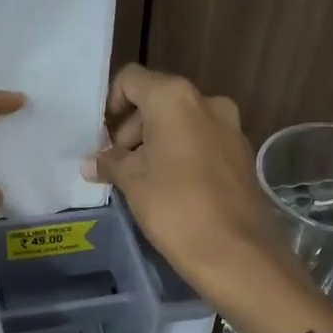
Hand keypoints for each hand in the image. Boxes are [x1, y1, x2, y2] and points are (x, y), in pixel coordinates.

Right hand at [81, 65, 298, 303]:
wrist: (238, 253)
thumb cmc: (176, 209)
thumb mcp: (133, 184)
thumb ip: (111, 163)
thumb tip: (91, 162)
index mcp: (175, 98)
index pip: (131, 79)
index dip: (110, 103)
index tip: (102, 137)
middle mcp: (206, 102)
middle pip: (157, 99)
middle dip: (133, 127)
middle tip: (118, 164)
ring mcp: (230, 127)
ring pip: (181, 122)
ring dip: (157, 142)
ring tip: (142, 180)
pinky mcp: (242, 153)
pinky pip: (202, 141)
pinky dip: (181, 154)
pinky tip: (171, 188)